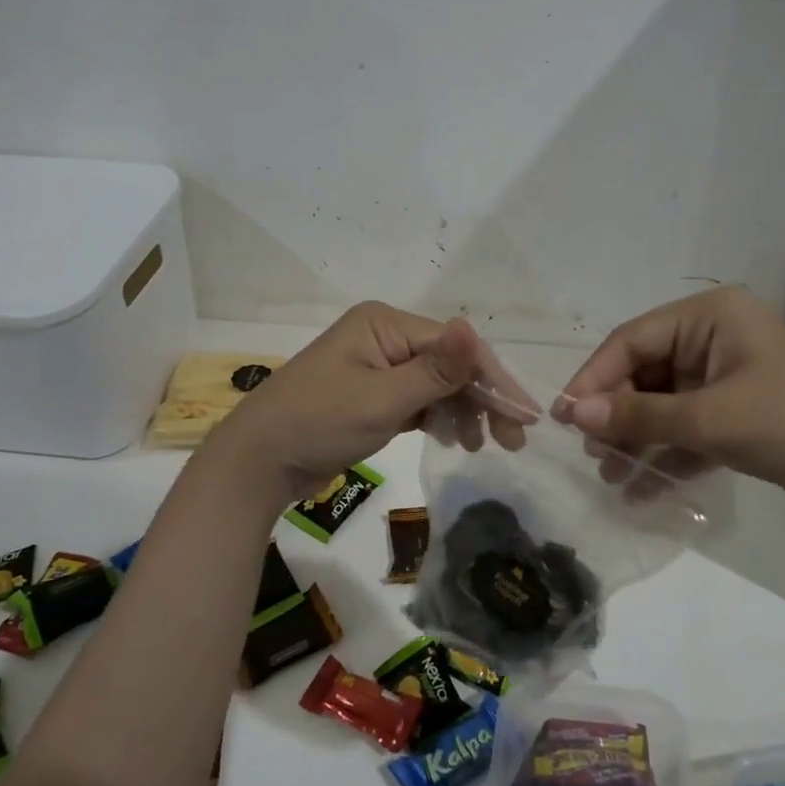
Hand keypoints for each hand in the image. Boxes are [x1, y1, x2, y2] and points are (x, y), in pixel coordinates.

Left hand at [202, 302, 529, 506]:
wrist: (258, 462)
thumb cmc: (319, 423)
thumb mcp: (383, 400)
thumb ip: (436, 370)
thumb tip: (475, 327)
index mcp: (385, 323)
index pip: (454, 346)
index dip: (493, 379)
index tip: (526, 416)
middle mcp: (384, 336)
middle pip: (449, 362)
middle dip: (481, 398)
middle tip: (511, 440)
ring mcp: (377, 364)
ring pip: (436, 382)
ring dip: (462, 410)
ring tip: (479, 446)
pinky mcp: (372, 392)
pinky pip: (417, 398)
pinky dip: (438, 416)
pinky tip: (454, 438)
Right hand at [557, 287, 784, 510]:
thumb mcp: (711, 418)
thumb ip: (639, 415)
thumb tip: (573, 413)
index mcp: (709, 316)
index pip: (632, 340)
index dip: (594, 377)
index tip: (564, 417)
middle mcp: (713, 338)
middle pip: (645, 372)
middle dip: (616, 414)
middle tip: (591, 454)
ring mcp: (726, 376)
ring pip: (663, 403)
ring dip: (636, 438)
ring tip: (610, 476)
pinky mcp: (737, 413)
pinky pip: (687, 427)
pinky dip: (665, 454)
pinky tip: (639, 488)